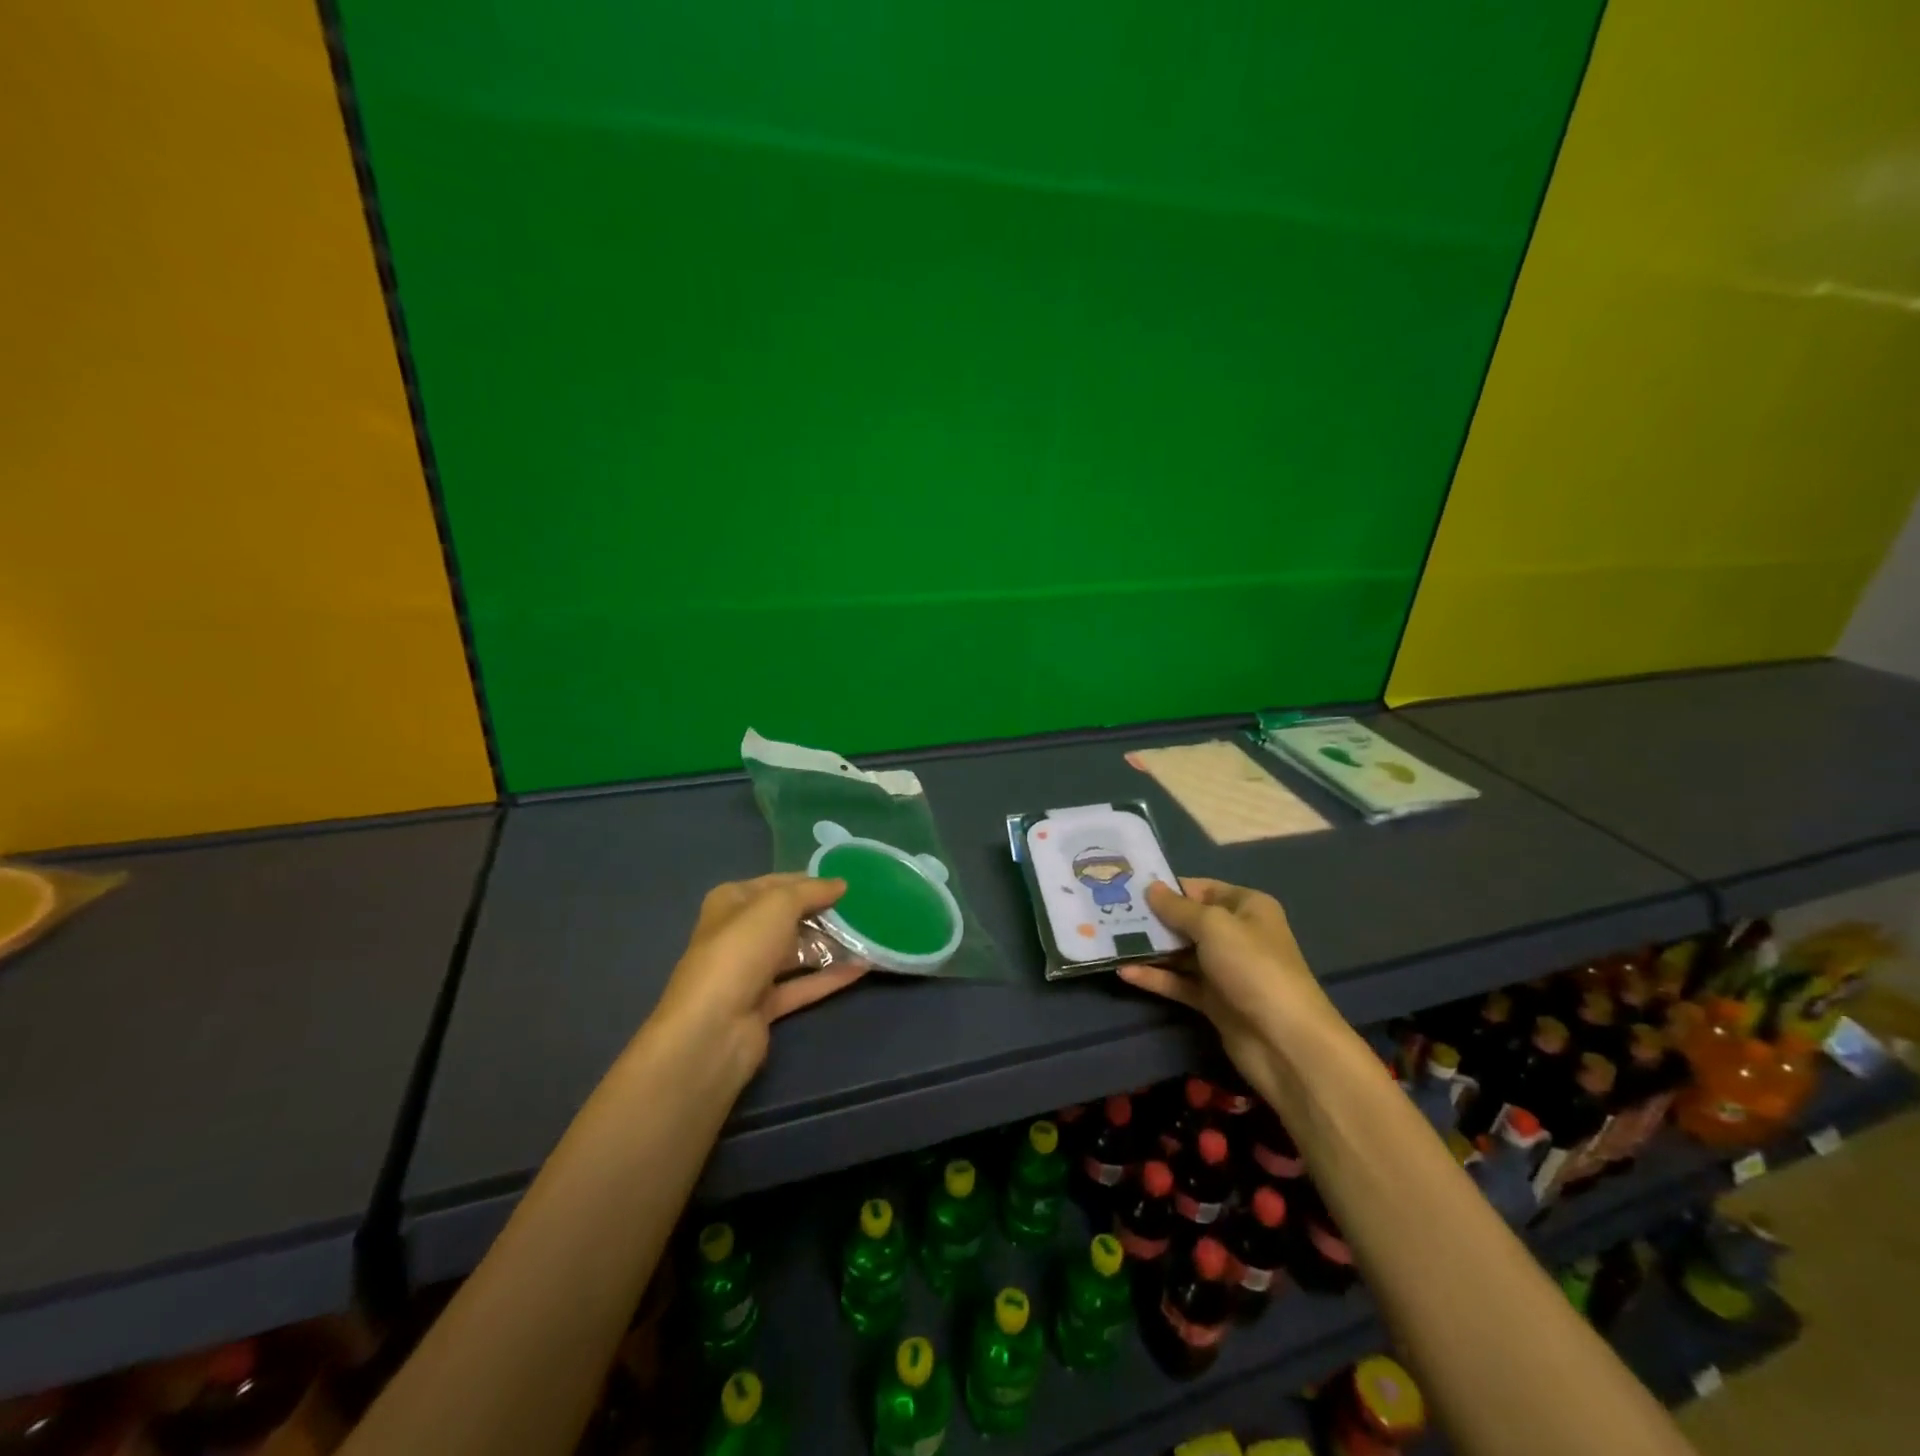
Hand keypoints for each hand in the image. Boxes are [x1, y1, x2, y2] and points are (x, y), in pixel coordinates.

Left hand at [650, 874, 868, 1082]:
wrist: (713, 1029)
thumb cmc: (740, 951)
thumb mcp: (777, 906)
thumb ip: (811, 891)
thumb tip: (841, 884)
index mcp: (732, 903)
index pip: (777, 884)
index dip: (811, 881)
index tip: (849, 883)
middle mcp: (739, 934)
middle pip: (789, 919)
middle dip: (824, 914)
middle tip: (865, 909)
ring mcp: (751, 972)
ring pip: (797, 952)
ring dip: (830, 945)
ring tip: (869, 935)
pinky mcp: (765, 1006)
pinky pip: (804, 984)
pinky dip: (831, 977)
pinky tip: (863, 967)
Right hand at [1119, 878, 1341, 1092]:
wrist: (1285, 1042)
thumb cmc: (1252, 967)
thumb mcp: (1214, 926)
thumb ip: (1178, 908)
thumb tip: (1151, 888)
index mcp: (1246, 907)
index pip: (1201, 888)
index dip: (1168, 887)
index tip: (1129, 886)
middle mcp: (1236, 934)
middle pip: (1187, 920)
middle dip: (1152, 917)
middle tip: (1111, 911)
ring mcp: (1224, 970)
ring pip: (1179, 953)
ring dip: (1149, 948)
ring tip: (1108, 939)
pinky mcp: (1213, 1001)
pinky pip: (1178, 982)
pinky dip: (1154, 977)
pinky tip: (1124, 972)